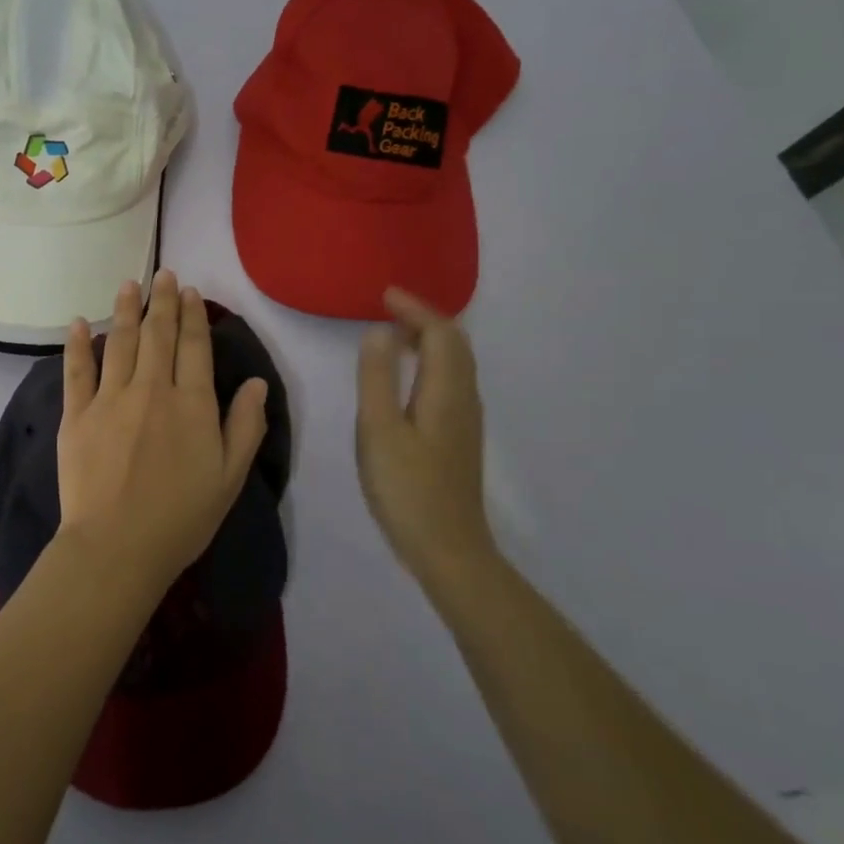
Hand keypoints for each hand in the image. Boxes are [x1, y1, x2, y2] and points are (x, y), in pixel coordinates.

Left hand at [56, 271, 269, 595]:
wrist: (117, 546)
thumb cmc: (181, 518)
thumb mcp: (230, 478)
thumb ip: (245, 427)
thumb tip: (257, 382)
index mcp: (192, 404)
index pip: (194, 347)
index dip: (194, 316)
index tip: (191, 292)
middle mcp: (152, 389)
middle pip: (158, 334)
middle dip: (163, 301)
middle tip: (164, 274)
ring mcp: (110, 399)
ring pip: (120, 342)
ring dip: (126, 309)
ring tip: (129, 284)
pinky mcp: (76, 415)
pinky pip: (77, 370)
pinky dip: (78, 344)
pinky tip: (80, 322)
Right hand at [356, 287, 495, 586]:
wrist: (447, 548)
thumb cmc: (407, 488)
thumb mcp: (378, 430)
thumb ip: (377, 378)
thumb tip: (380, 331)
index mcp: (446, 391)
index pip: (440, 333)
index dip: (415, 308)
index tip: (383, 295)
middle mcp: (464, 398)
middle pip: (455, 344)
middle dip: (424, 319)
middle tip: (387, 309)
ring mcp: (465, 420)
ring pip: (455, 364)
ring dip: (429, 340)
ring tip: (394, 336)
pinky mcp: (459, 437)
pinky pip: (450, 382)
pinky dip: (430, 363)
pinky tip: (407, 379)